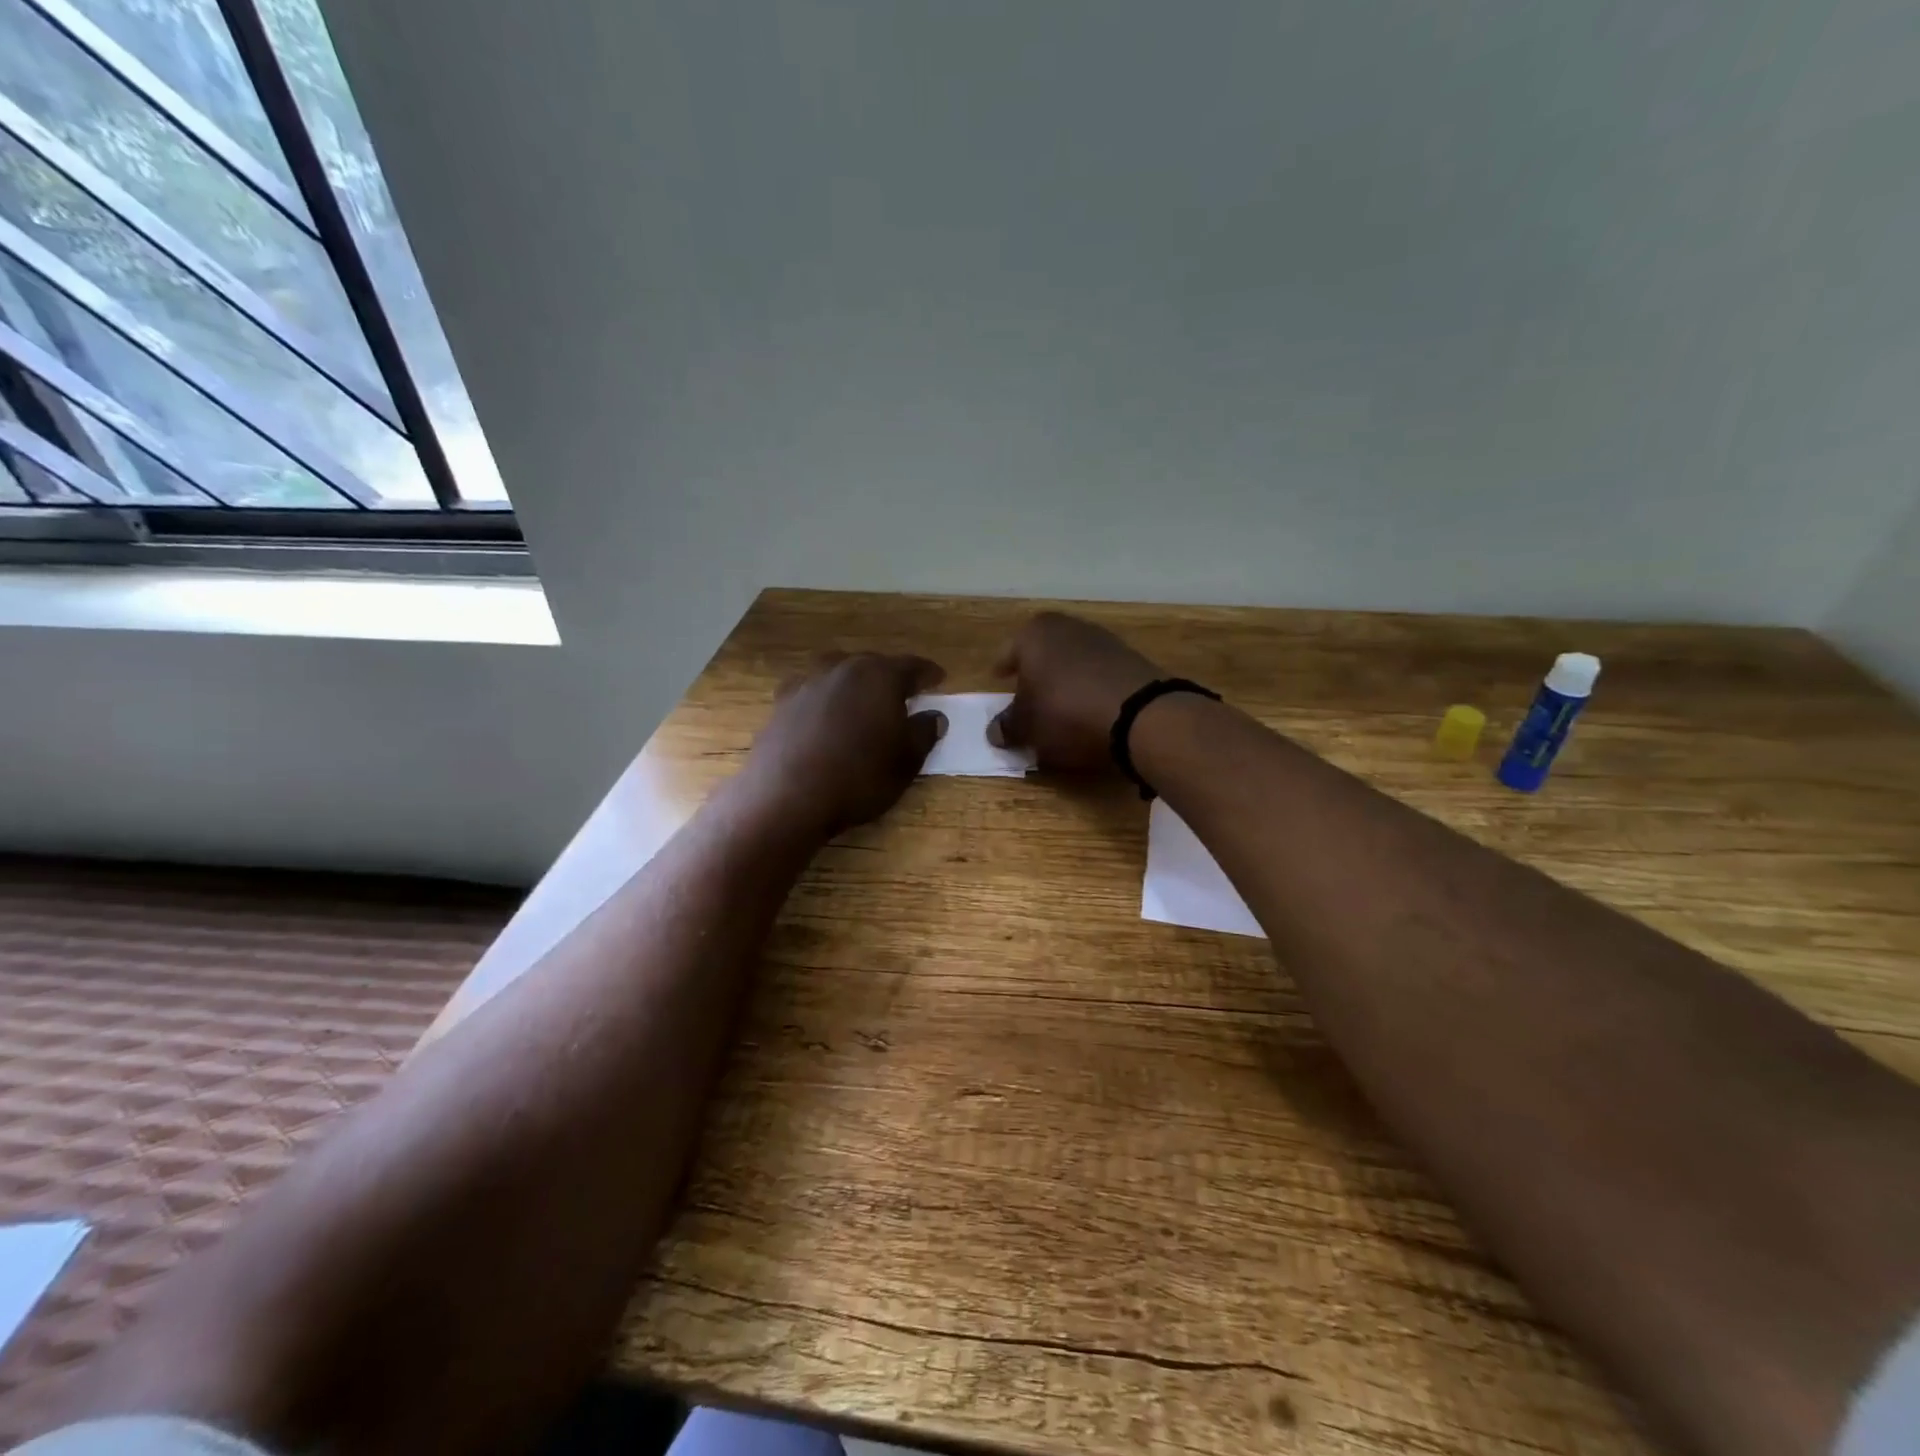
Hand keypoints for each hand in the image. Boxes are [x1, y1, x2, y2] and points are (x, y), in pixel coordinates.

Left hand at [743, 652, 947, 834]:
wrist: (788, 796)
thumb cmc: (859, 777)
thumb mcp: (906, 761)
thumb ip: (924, 733)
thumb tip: (934, 716)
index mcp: (880, 676)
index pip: (912, 666)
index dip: (928, 674)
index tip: (939, 679)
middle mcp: (843, 669)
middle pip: (873, 664)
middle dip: (890, 676)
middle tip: (903, 693)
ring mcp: (807, 683)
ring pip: (838, 672)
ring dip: (854, 683)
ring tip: (861, 700)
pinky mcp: (781, 703)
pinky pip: (811, 691)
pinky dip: (823, 698)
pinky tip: (823, 714)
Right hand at [988, 612, 1162, 772]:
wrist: (1139, 714)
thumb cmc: (1066, 712)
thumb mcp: (1027, 727)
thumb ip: (1008, 726)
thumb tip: (995, 731)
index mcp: (1034, 634)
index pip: (1009, 652)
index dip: (1003, 669)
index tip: (999, 680)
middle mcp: (1067, 627)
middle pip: (1043, 651)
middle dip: (1035, 672)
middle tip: (1028, 694)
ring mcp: (1103, 639)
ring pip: (1072, 660)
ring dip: (1065, 679)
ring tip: (1060, 707)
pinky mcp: (1131, 658)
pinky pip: (1099, 673)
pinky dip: (1090, 687)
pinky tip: (1089, 709)